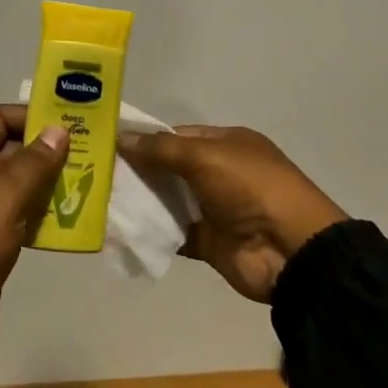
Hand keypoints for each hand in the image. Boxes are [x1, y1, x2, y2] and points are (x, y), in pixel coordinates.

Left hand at [0, 105, 70, 374]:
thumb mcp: (4, 195)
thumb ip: (34, 161)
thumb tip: (58, 129)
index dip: (25, 115)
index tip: (63, 122)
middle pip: (10, 150)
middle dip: (46, 150)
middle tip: (88, 152)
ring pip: (20, 186)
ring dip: (50, 183)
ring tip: (88, 183)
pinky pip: (23, 217)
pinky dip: (45, 215)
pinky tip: (72, 220)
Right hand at [118, 126, 347, 302]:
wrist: (291, 251)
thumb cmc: (251, 188)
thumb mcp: (206, 156)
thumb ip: (162, 149)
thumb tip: (122, 138)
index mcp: (226, 144)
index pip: (177, 136)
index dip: (146, 139)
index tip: (108, 144)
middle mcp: (219, 173)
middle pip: (170, 168)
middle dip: (138, 170)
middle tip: (96, 172)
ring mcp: (214, 209)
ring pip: (169, 200)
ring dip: (141, 201)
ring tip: (99, 199)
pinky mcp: (208, 242)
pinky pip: (173, 233)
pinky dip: (151, 232)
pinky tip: (120, 229)